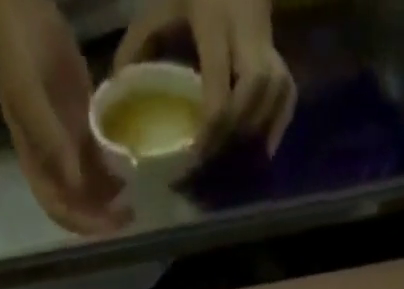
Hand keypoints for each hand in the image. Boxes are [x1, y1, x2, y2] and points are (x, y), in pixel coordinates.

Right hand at [0, 0, 129, 233]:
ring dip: (111, 197)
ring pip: (92, 185)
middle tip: (130, 215)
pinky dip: (114, 168)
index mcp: (35, 163)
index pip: (59, 208)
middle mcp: (53, 162)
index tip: (109, 224)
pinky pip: (100, 157)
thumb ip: (51, 141)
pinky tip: (129, 166)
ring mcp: (68, 144)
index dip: (83, 222)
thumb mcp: (29, 97)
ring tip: (133, 195)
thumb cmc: (19, 55)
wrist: (24, 13)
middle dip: (102, 216)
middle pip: (78, 204)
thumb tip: (75, 182)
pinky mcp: (82, 125)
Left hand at [115, 0, 296, 153]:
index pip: (219, 87)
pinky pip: (286, 97)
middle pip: (252, 91)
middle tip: (215, 159)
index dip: (209, 129)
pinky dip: (276, 126)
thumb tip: (116, 88)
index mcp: (215, 20)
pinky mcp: (282, 56)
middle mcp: (248, 32)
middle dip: (234, 130)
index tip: (194, 155)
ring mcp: (270, 44)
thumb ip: (137, 45)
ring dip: (255, 131)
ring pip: (274, 94)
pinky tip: (260, 149)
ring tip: (233, 158)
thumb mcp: (159, 7)